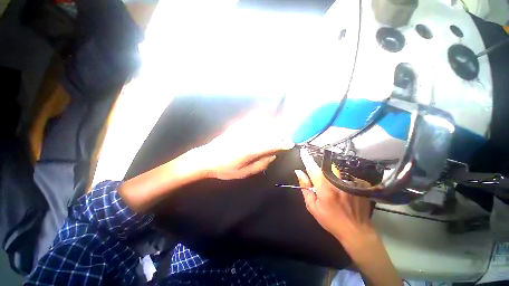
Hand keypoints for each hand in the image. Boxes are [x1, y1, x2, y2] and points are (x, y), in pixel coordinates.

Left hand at [197, 114, 293, 179]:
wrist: (206, 159)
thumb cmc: (225, 169)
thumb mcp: (243, 172)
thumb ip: (260, 164)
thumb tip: (272, 156)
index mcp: (250, 150)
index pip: (271, 144)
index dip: (282, 144)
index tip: (290, 144)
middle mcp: (248, 137)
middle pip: (268, 131)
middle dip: (281, 132)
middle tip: (289, 133)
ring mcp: (242, 129)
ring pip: (262, 122)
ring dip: (274, 120)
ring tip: (283, 119)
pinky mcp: (236, 126)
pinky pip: (251, 117)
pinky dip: (260, 113)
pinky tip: (266, 109)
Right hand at [296, 151, 401, 285]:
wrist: (356, 230)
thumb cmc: (330, 219)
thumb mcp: (312, 206)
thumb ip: (305, 187)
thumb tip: (299, 172)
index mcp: (324, 187)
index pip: (313, 168)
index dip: (307, 158)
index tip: (303, 151)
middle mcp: (337, 181)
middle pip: (325, 166)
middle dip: (319, 168)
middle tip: (319, 180)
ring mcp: (349, 182)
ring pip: (335, 169)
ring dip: (329, 172)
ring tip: (330, 187)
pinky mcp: (357, 184)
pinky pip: (344, 174)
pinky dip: (339, 177)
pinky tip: (341, 189)